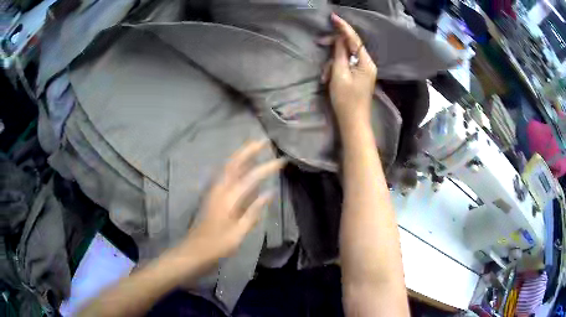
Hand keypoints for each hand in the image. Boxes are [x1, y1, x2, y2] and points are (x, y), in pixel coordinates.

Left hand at [177, 140, 284, 263]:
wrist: (194, 251)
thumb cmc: (217, 246)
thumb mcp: (238, 233)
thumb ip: (253, 212)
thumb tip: (269, 193)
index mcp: (228, 199)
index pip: (251, 178)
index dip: (267, 168)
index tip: (281, 160)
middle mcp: (219, 190)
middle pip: (234, 164)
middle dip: (248, 150)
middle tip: (263, 141)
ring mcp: (214, 191)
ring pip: (228, 167)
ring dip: (240, 155)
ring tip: (254, 148)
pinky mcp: (212, 196)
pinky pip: (225, 175)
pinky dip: (234, 166)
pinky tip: (240, 167)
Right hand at [320, 13, 376, 129]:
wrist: (353, 122)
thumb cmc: (345, 100)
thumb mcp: (339, 74)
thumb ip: (339, 54)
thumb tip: (339, 38)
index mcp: (365, 62)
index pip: (354, 39)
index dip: (343, 27)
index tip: (333, 17)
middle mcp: (367, 64)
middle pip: (350, 46)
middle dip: (334, 46)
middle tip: (319, 43)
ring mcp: (364, 70)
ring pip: (345, 56)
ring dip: (332, 62)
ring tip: (324, 76)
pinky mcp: (359, 76)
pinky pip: (346, 65)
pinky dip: (336, 69)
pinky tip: (328, 78)